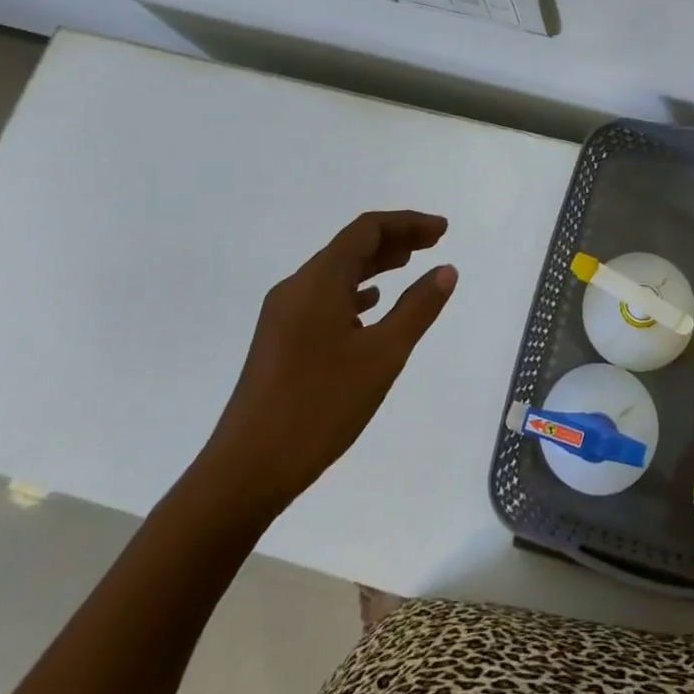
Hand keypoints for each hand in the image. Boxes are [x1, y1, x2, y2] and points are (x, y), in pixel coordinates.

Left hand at [195, 210, 457, 522]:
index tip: (443, 230)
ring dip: (375, 264)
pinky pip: (323, 298)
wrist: (247, 470)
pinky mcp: (279, 341)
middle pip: (350, 246)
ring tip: (409, 267)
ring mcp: (282, 315)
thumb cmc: (320, 405)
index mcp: (319, 281)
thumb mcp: (383, 355)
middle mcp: (296, 288)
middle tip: (435, 243)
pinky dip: (354, 292)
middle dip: (395, 240)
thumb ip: (417, 308)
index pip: (367, 230)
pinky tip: (370, 308)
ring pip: (335, 273)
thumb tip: (446, 270)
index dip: (408, 223)